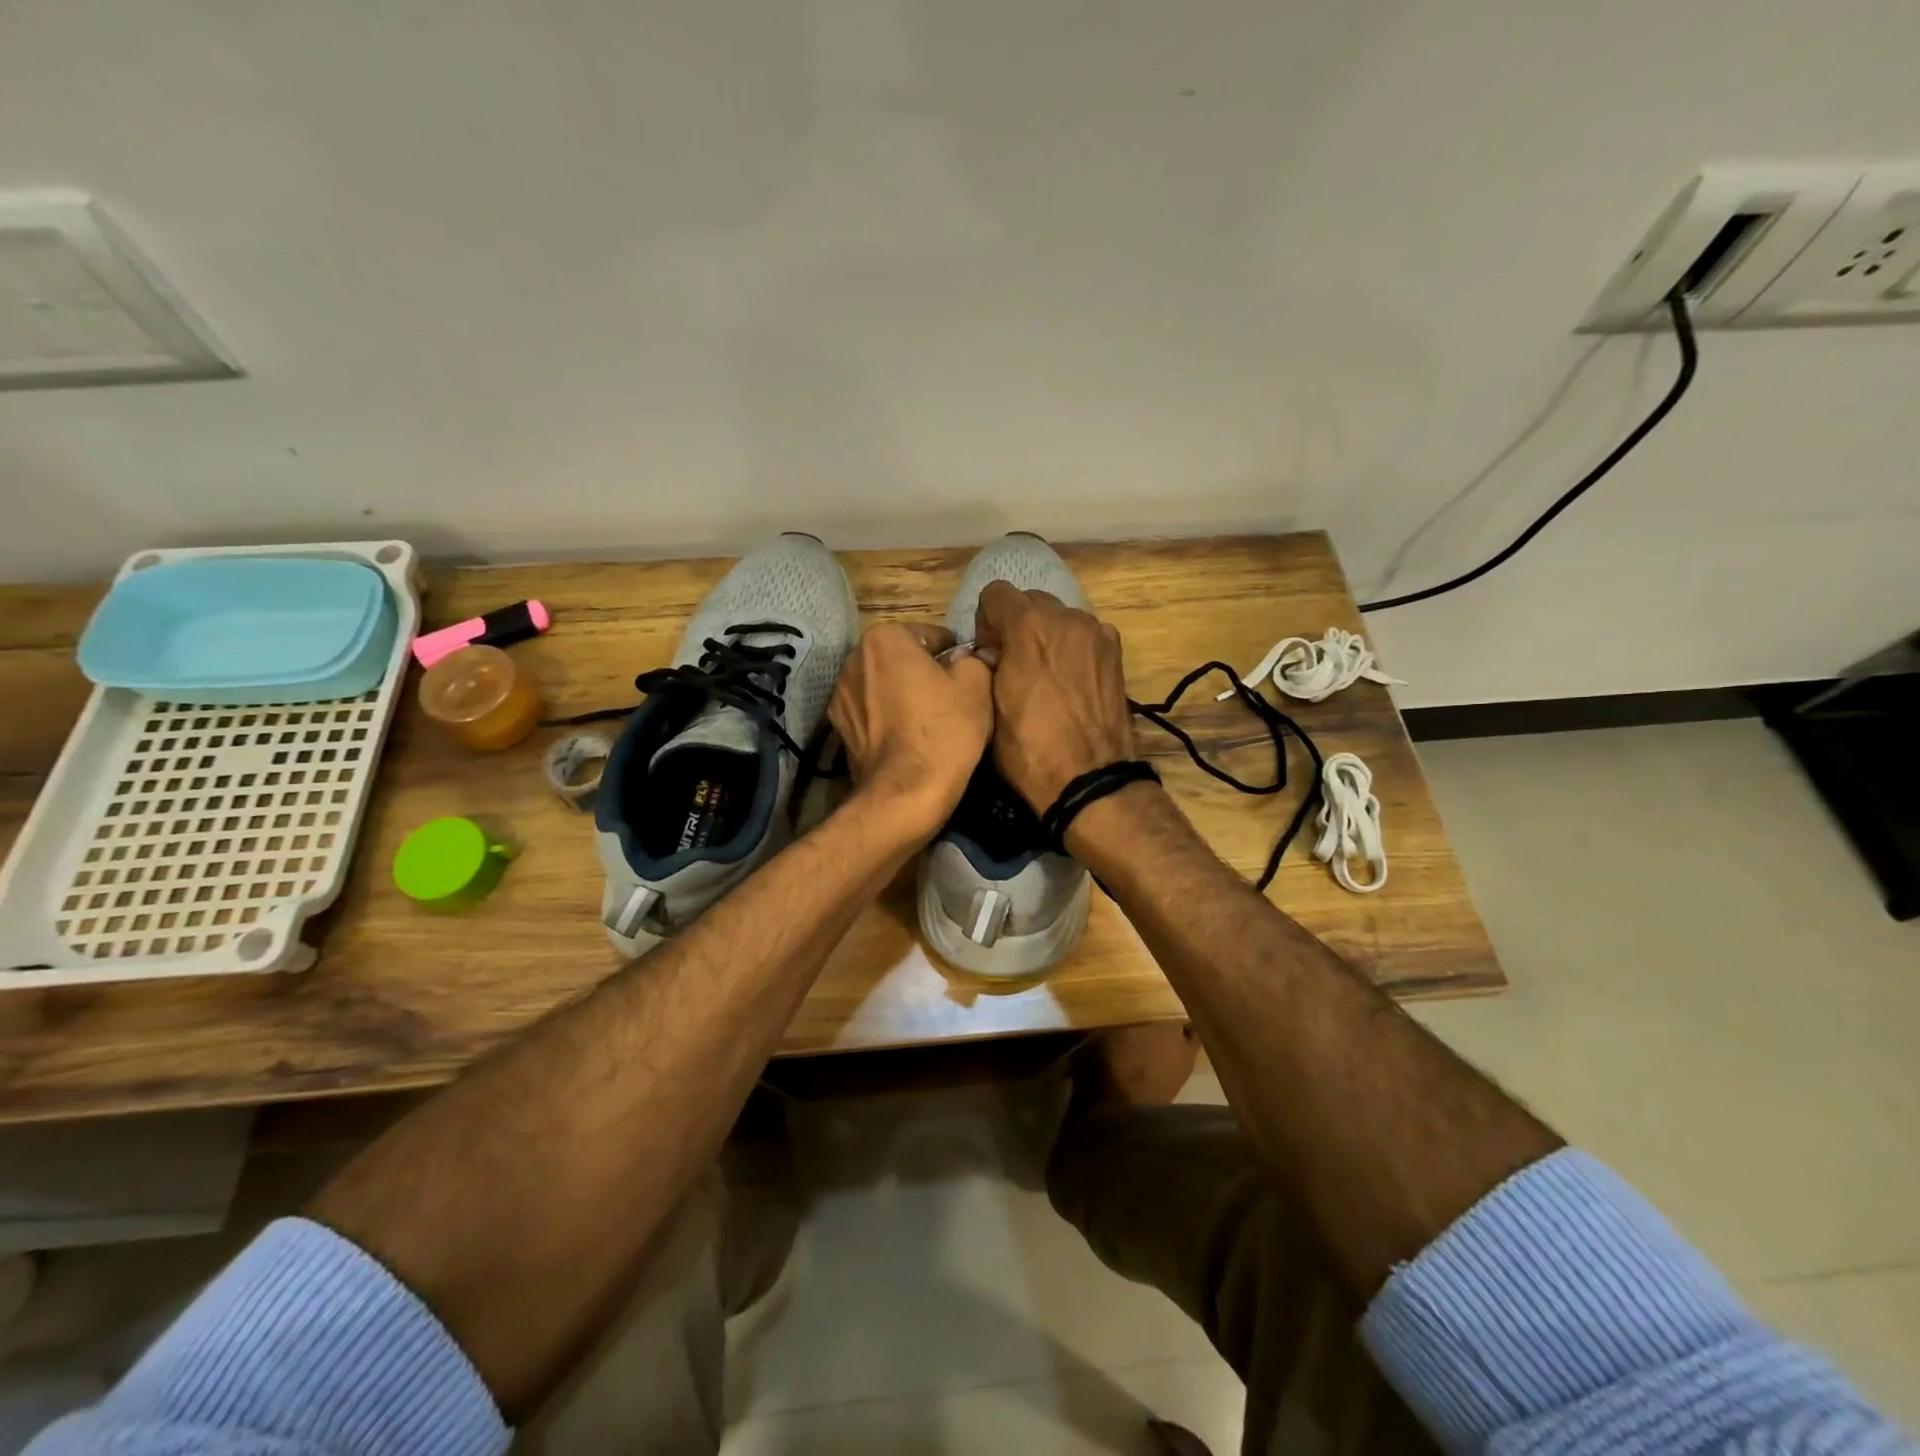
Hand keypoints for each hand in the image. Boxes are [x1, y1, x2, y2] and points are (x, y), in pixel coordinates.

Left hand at [828, 622, 993, 842]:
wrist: (905, 794)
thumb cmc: (943, 731)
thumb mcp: (976, 686)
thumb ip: (974, 660)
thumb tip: (971, 658)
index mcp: (885, 638)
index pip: (930, 635)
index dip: (953, 654)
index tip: (966, 676)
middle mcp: (853, 659)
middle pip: (901, 658)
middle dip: (922, 671)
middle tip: (949, 698)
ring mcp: (840, 695)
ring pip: (883, 685)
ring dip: (902, 694)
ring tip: (927, 721)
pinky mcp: (839, 728)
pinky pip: (871, 712)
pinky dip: (886, 718)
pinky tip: (906, 738)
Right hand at [973, 581, 1136, 814]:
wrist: (1089, 779)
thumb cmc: (1029, 749)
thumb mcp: (988, 708)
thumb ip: (984, 667)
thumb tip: (990, 654)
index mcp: (1028, 627)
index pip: (996, 593)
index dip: (986, 622)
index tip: (989, 654)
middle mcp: (1065, 618)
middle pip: (1031, 601)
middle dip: (1017, 625)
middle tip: (1014, 664)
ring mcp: (1096, 633)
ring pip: (1061, 617)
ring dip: (1047, 635)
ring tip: (1046, 675)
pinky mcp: (1116, 653)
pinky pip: (1085, 635)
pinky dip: (1074, 648)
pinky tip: (1072, 681)